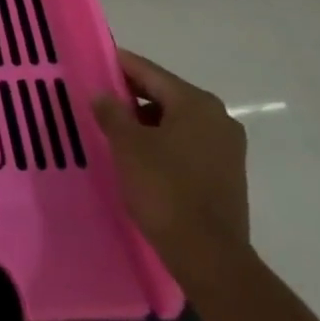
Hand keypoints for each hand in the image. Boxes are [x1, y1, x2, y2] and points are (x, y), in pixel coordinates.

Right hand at [93, 50, 249, 295]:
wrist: (209, 257)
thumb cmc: (165, 190)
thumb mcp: (127, 146)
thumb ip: (112, 112)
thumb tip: (103, 95)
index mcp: (196, 103)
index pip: (149, 72)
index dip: (119, 65)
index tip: (93, 63)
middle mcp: (218, 118)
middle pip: (165, 94)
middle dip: (131, 96)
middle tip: (98, 99)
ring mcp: (226, 148)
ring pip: (176, 121)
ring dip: (146, 122)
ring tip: (114, 131)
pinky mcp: (226, 175)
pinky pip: (187, 144)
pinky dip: (163, 143)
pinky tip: (140, 157)